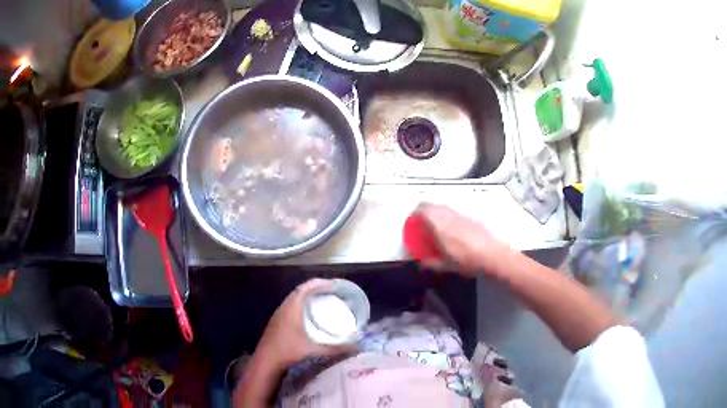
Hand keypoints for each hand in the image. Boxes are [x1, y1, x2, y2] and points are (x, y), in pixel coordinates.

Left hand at [255, 279, 355, 369]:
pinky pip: (290, 306)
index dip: (318, 283)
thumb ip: (335, 349)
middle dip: (315, 288)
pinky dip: (301, 304)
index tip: (332, 284)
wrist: (266, 361)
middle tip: (331, 292)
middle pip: (299, 291)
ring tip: (322, 301)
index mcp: (292, 308)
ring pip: (294, 299)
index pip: (305, 288)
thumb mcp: (314, 350)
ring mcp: (278, 314)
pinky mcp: (276, 322)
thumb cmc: (288, 351)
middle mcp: (284, 308)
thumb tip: (356, 347)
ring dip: (307, 296)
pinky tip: (308, 315)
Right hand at [414, 204, 510, 276]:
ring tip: (436, 227)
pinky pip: (454, 213)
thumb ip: (430, 263)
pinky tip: (453, 231)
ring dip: (436, 213)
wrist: (492, 255)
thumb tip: (421, 263)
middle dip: (424, 212)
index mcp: (438, 224)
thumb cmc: (465, 260)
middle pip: (431, 205)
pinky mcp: (471, 217)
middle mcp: (447, 215)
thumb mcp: (444, 266)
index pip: (420, 210)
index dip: (413, 215)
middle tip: (422, 224)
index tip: (411, 223)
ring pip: (443, 207)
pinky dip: (448, 218)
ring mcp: (460, 214)